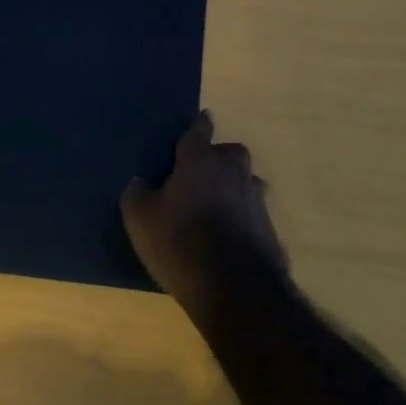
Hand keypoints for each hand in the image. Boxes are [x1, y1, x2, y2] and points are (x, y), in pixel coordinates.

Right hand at [121, 112, 287, 315]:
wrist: (236, 288)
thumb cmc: (181, 243)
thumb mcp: (141, 220)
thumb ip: (137, 195)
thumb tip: (138, 182)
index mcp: (200, 162)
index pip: (198, 132)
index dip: (198, 124)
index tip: (203, 116)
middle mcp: (232, 173)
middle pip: (231, 152)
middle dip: (220, 156)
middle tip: (203, 171)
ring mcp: (255, 200)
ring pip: (246, 181)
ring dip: (234, 186)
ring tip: (217, 204)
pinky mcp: (268, 228)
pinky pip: (253, 212)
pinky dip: (243, 216)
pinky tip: (230, 233)